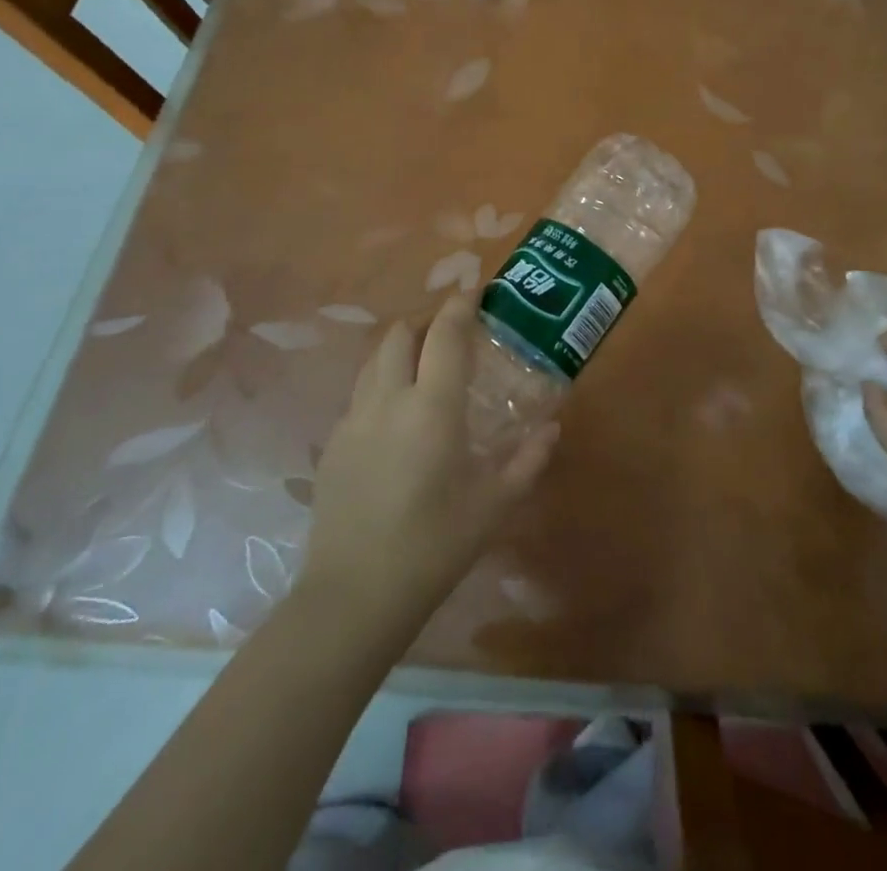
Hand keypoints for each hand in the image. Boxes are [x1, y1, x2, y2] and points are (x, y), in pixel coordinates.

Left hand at [301, 294, 557, 631]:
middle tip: (451, 333)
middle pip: (400, 335)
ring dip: (400, 349)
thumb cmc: (435, 546)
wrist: (354, 595)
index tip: (474, 290)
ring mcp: (354, 420)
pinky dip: (381, 384)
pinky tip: (395, 416)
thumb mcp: (494, 505)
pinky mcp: (333, 444)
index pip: (445, 335)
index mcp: (432, 407)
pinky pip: (359, 394)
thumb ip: (528, 459)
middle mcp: (388, 400)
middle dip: (425, 322)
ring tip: (422, 365)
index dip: (460, 305)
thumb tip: (553, 427)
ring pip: (374, 361)